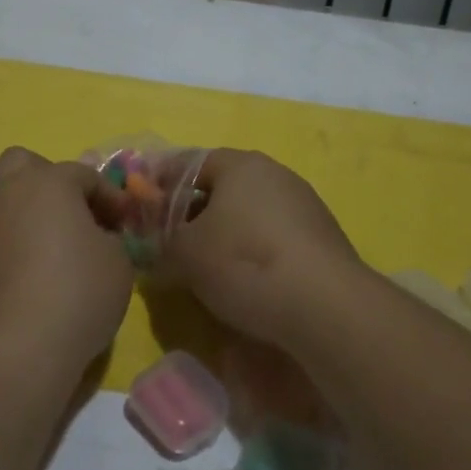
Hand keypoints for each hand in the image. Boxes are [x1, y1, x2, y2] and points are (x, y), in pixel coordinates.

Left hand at [0, 147, 135, 386]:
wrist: (7, 356)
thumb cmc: (73, 301)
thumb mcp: (118, 266)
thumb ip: (109, 238)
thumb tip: (96, 236)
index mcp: (47, 182)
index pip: (83, 175)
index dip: (107, 197)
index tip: (122, 222)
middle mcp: (0, 188)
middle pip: (21, 164)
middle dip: (45, 181)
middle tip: (66, 216)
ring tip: (15, 225)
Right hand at [157, 149, 365, 346]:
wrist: (325, 307)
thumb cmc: (244, 263)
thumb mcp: (185, 253)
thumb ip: (162, 240)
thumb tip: (157, 242)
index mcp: (241, 164)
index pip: (192, 162)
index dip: (164, 182)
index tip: (145, 205)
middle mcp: (275, 174)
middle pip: (224, 187)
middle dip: (195, 210)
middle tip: (172, 239)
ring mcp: (304, 205)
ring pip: (250, 213)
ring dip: (225, 232)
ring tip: (206, 266)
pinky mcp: (322, 239)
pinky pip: (274, 237)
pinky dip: (254, 251)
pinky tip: (246, 281)